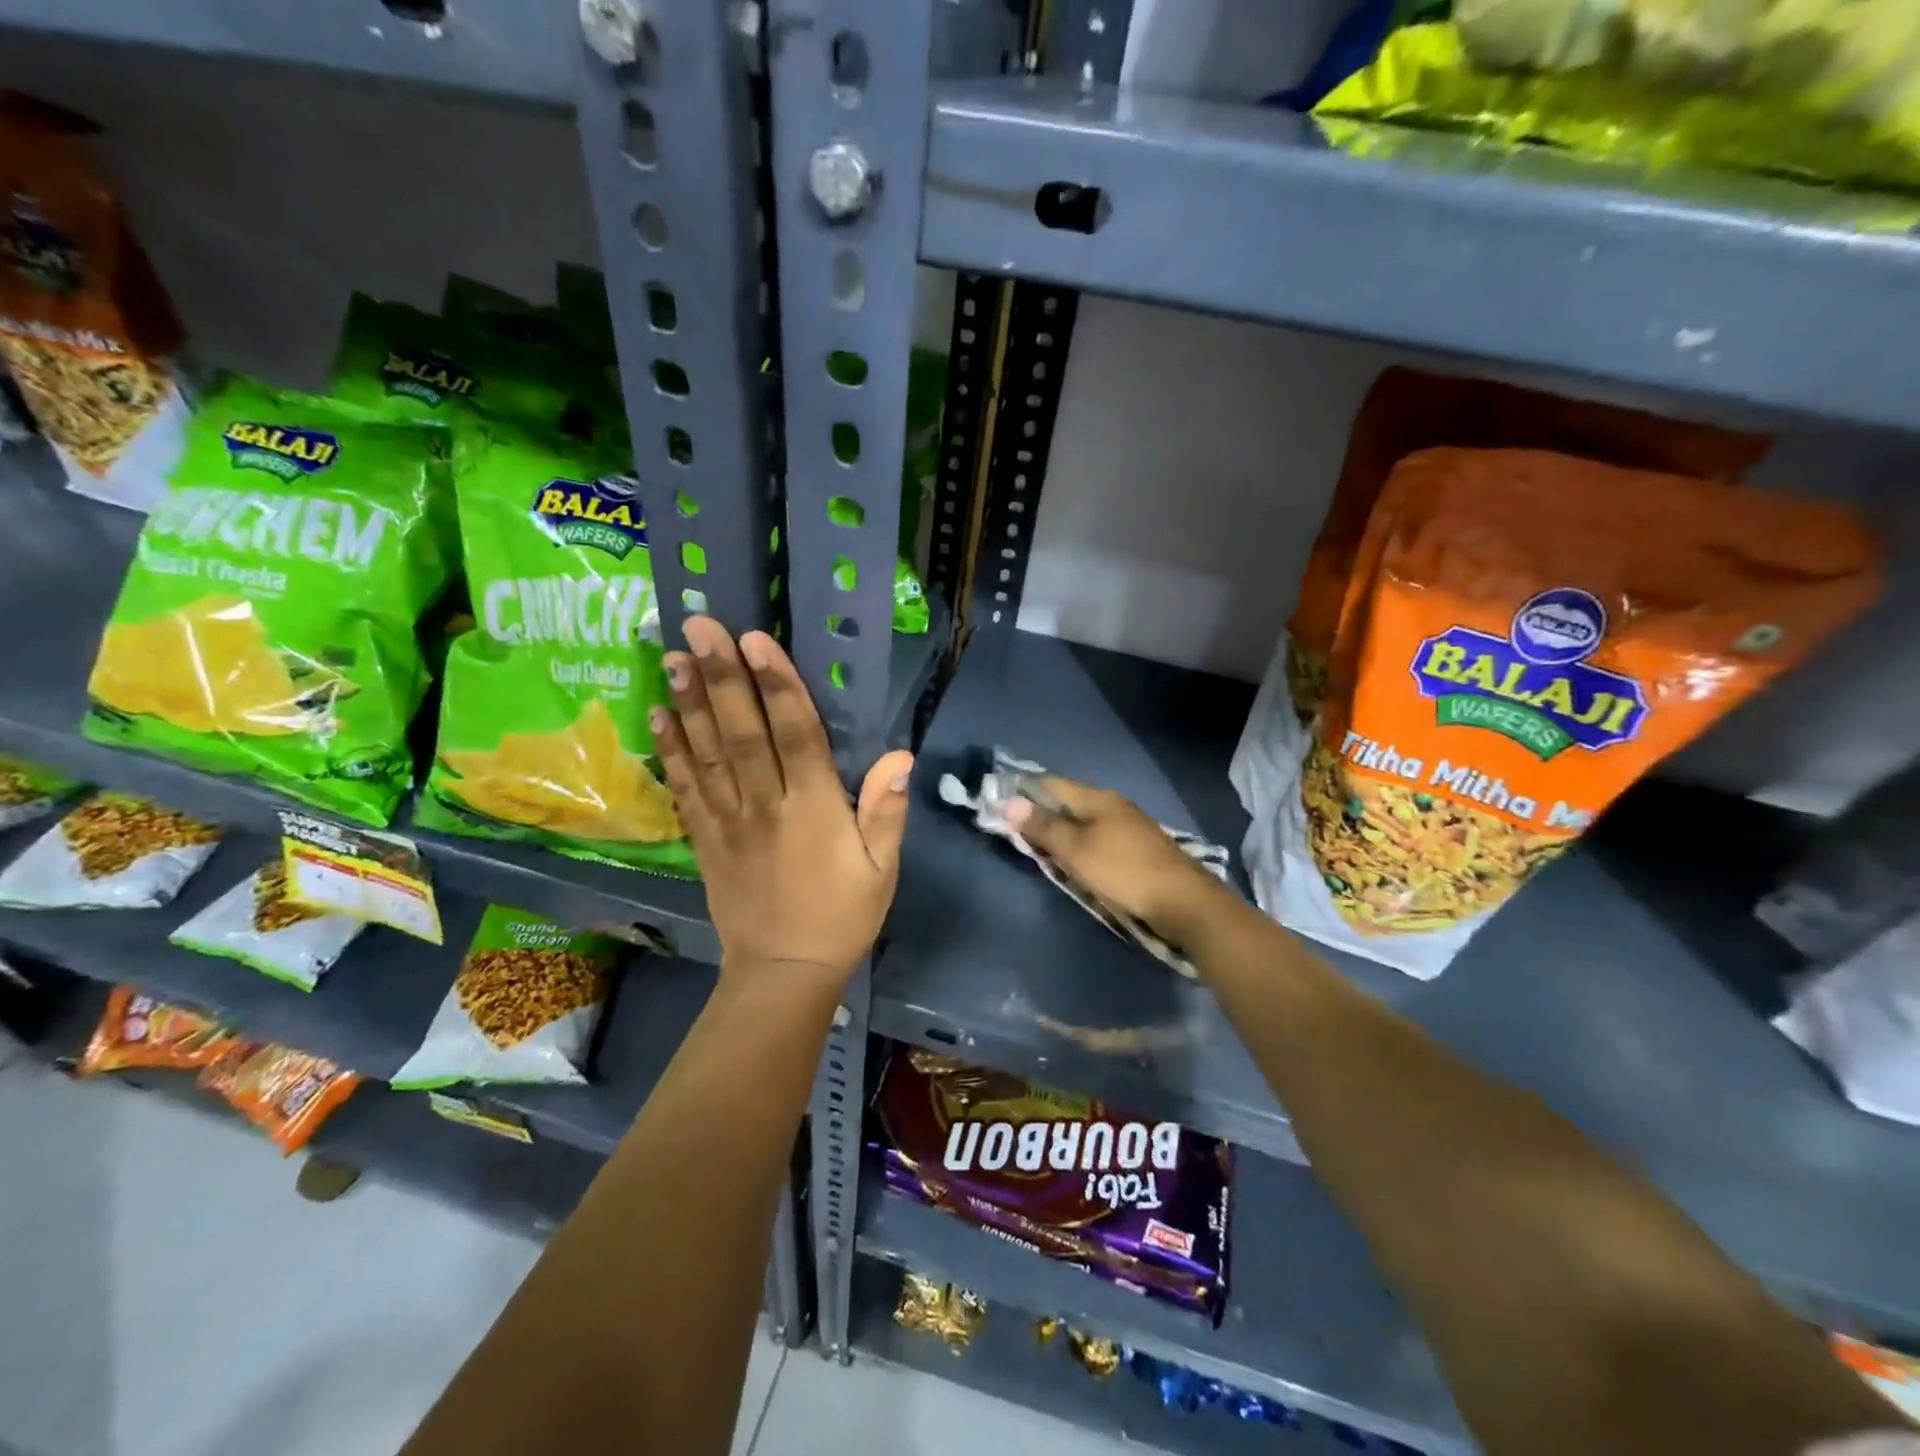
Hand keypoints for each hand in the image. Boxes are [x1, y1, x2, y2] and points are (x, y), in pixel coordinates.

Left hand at [653, 617, 913, 988]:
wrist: (784, 972)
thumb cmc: (842, 916)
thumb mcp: (882, 869)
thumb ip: (886, 811)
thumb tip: (900, 755)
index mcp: (815, 808)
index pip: (795, 734)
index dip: (776, 685)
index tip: (754, 641)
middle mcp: (766, 805)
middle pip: (742, 732)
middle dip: (721, 676)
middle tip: (698, 626)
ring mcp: (728, 821)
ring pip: (707, 753)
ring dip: (689, 702)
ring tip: (671, 655)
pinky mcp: (704, 839)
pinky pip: (685, 789)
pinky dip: (671, 751)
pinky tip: (658, 716)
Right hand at [1005, 778, 1224, 942]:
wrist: (1183, 902)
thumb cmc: (1123, 871)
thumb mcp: (1075, 850)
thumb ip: (1043, 826)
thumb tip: (1009, 802)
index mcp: (1096, 798)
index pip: (1051, 783)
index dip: (1024, 790)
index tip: (999, 802)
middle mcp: (1113, 804)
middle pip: (1068, 802)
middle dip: (1041, 812)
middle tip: (1014, 830)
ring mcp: (1128, 826)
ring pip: (1084, 821)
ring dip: (1061, 831)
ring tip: (1039, 847)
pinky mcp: (1138, 848)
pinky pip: (1098, 838)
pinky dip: (1080, 845)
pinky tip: (1075, 860)